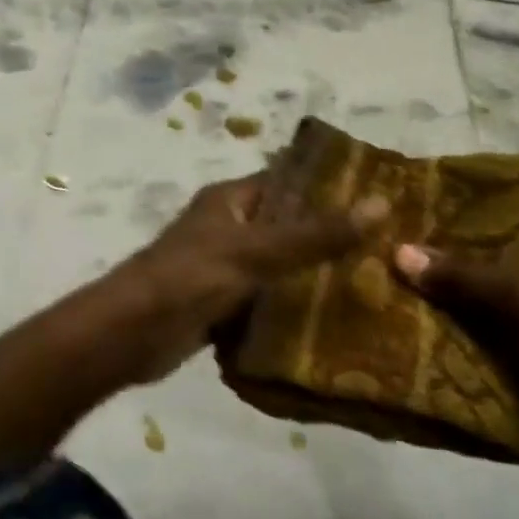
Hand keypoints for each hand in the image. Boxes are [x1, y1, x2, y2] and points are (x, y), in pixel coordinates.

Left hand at [108, 174, 386, 383]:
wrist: (130, 334)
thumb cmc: (190, 279)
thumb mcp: (256, 252)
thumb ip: (316, 234)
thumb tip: (381, 203)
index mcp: (230, 201)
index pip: (287, 184)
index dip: (330, 189)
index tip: (382, 200)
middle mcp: (226, 228)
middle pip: (286, 227)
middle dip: (329, 238)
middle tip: (388, 251)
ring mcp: (222, 269)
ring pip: (277, 268)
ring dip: (313, 277)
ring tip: (374, 288)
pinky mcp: (219, 307)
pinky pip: (264, 302)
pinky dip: (290, 310)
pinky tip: (333, 325)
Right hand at [392, 192, 518, 489]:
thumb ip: (468, 276)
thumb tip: (399, 252)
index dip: (479, 194)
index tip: (427, 192)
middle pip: (506, 248)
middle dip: (455, 248)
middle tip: (400, 237)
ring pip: (499, 294)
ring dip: (457, 293)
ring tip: (398, 278)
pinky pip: (502, 333)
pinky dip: (469, 331)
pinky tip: (422, 324)